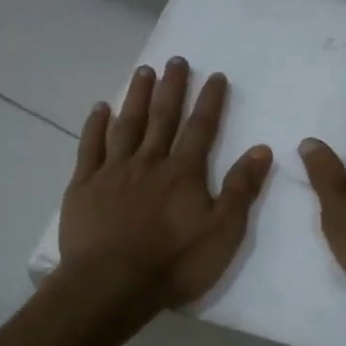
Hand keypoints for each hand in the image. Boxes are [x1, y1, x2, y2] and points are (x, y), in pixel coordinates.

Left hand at [59, 58, 273, 310]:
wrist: (111, 285)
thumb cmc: (173, 263)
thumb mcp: (222, 233)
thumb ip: (241, 189)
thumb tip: (261, 149)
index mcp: (183, 173)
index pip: (201, 128)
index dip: (210, 101)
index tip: (215, 75)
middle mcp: (149, 162)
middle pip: (163, 117)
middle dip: (172, 87)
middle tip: (176, 60)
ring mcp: (113, 171)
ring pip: (127, 125)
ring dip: (137, 97)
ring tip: (143, 71)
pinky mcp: (84, 186)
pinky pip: (90, 147)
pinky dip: (95, 126)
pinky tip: (100, 108)